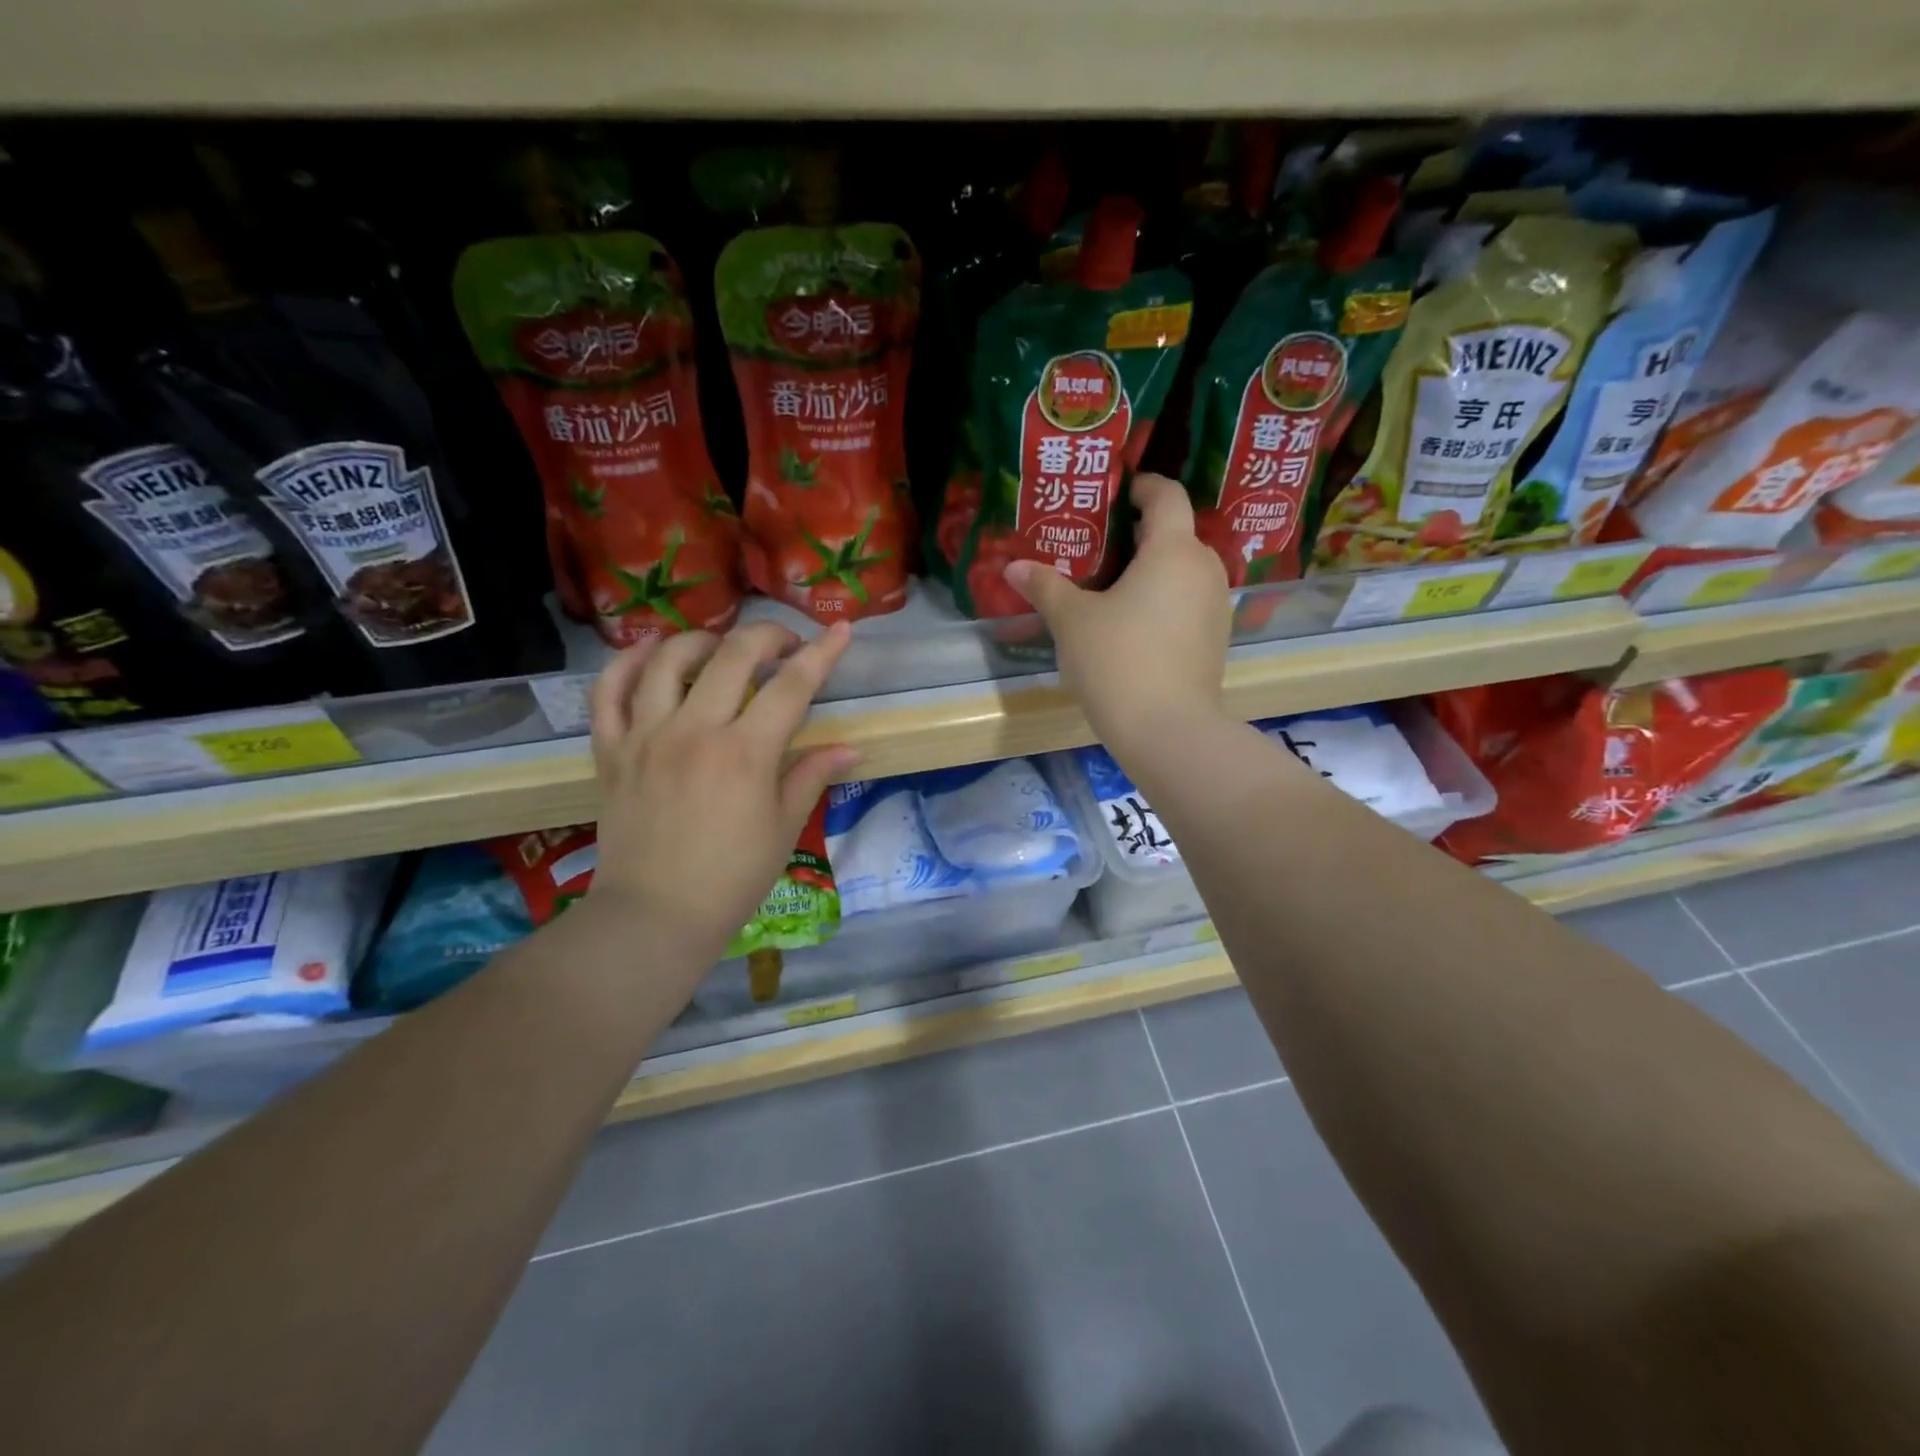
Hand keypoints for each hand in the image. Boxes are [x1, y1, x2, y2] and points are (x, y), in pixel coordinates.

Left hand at [588, 621, 856, 966]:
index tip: (841, 630)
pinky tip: (651, 655)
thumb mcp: (784, 828)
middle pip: (733, 655)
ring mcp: (645, 736)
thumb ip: (812, 776)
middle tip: (785, 645)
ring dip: (702, 640)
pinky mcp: (610, 750)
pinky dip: (628, 662)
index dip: (822, 653)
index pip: (792, 686)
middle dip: (768, 636)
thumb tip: (849, 748)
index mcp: (746, 753)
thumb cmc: (731, 878)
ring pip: (667, 659)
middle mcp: (694, 731)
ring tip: (721, 649)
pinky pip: (608, 690)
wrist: (654, 916)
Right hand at [1005, 473, 1230, 758]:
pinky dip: (1167, 600)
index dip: (1143, 486)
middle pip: (1178, 534)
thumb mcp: (1072, 622)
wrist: (1168, 730)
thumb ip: (1045, 587)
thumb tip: (1013, 567)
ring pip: (1186, 571)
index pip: (1167, 496)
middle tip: (1103, 545)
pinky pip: (1190, 602)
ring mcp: (1216, 607)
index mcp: (1173, 551)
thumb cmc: (1117, 662)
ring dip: (1156, 570)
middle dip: (1144, 533)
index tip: (1119, 492)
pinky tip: (1136, 625)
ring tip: (1116, 587)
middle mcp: (1204, 569)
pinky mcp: (1216, 640)